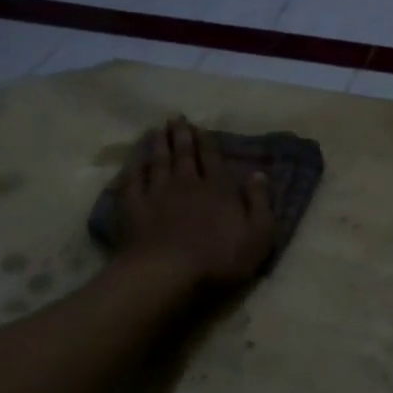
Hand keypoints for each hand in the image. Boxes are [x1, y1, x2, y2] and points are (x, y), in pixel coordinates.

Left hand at [114, 117, 275, 289]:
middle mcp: (187, 183)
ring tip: (157, 129)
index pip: (213, 159)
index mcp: (218, 189)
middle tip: (176, 118)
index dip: (207, 142)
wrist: (167, 274)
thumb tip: (259, 174)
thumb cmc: (219, 259)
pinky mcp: (133, 208)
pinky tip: (133, 160)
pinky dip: (133, 167)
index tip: (201, 127)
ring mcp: (157, 194)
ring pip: (158, 162)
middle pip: (184, 154)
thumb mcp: (258, 234)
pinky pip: (132, 181)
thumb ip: (260, 202)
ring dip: (158, 144)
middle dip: (181, 135)